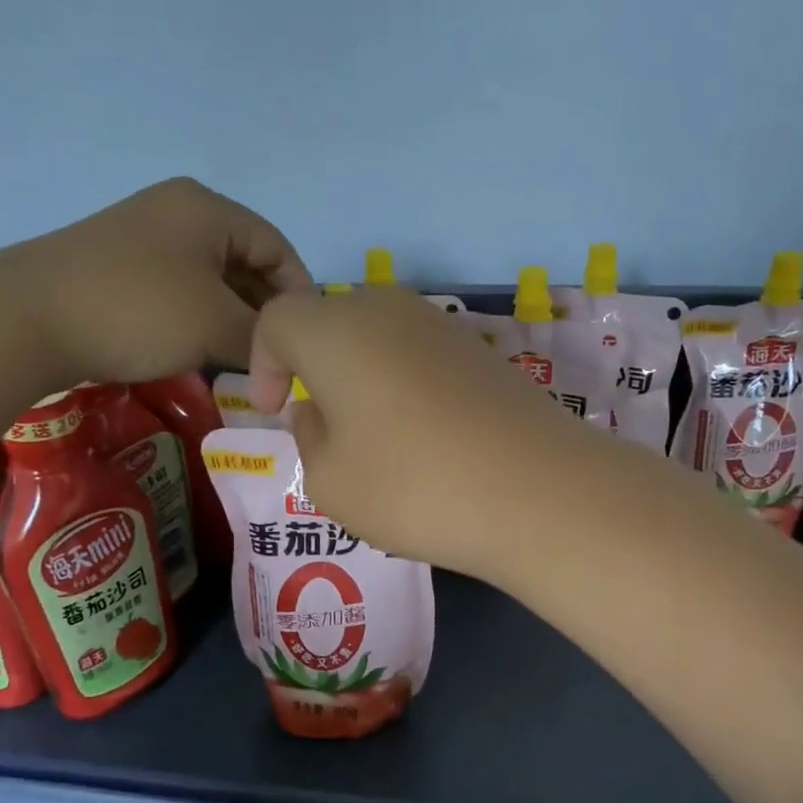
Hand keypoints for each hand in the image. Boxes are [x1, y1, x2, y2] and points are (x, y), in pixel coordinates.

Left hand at [0, 177, 312, 385]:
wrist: (27, 318)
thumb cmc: (138, 310)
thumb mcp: (215, 326)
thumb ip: (262, 340)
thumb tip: (283, 362)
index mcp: (209, 210)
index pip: (278, 247)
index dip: (301, 293)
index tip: (308, 340)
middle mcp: (179, 212)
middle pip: (246, 261)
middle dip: (266, 310)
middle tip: (280, 355)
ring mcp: (145, 237)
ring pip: (213, 279)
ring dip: (234, 318)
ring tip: (248, 360)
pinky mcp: (120, 266)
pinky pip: (181, 290)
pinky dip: (202, 319)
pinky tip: (205, 351)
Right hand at [248, 287, 591, 578]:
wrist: (539, 491)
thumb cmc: (414, 486)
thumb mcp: (330, 481)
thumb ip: (308, 437)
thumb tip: (317, 409)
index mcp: (335, 330)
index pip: (278, 319)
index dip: (263, 362)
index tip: (273, 410)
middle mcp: (388, 310)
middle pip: (331, 321)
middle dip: (314, 366)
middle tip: (322, 422)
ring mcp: (443, 327)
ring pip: (379, 338)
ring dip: (362, 377)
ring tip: (375, 437)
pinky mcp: (483, 352)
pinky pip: (421, 356)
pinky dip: (406, 385)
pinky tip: (426, 437)